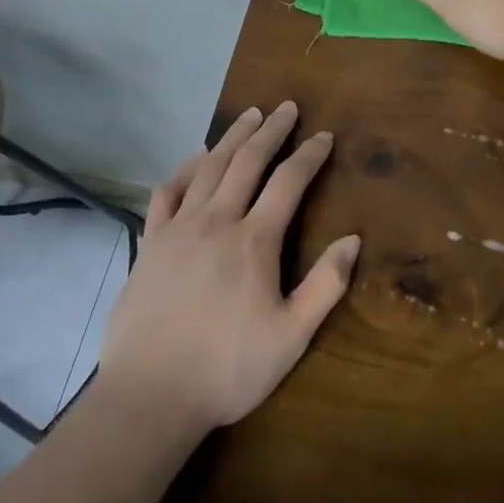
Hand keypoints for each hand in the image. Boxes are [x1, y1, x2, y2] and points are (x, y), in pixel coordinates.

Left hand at [99, 101, 359, 430]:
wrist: (150, 395)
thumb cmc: (228, 369)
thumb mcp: (291, 337)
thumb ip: (325, 285)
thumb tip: (353, 239)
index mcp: (254, 241)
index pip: (289, 182)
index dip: (309, 155)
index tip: (324, 136)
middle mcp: (217, 221)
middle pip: (248, 161)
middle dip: (272, 131)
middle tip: (286, 108)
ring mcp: (179, 228)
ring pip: (209, 167)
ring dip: (232, 137)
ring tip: (249, 116)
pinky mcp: (151, 242)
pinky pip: (168, 191)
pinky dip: (185, 168)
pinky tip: (196, 158)